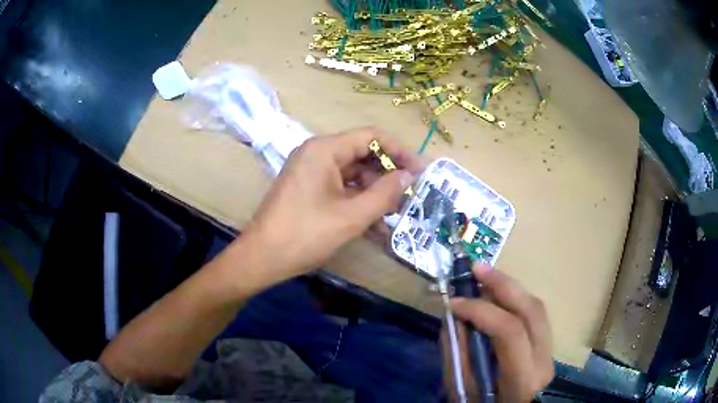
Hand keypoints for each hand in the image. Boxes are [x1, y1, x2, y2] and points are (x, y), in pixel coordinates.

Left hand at [241, 127, 422, 282]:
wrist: (262, 258)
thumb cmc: (305, 234)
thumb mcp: (351, 216)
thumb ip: (385, 193)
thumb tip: (409, 176)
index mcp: (324, 149)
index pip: (371, 136)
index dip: (400, 151)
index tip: (420, 171)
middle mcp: (317, 154)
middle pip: (363, 155)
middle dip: (388, 176)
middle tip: (410, 197)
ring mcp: (311, 172)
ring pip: (354, 175)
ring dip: (375, 193)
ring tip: (396, 215)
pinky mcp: (309, 190)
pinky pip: (341, 189)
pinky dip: (358, 203)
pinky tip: (376, 226)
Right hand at [449, 264, 553, 401]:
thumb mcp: (463, 391)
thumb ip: (458, 354)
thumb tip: (453, 317)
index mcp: (523, 378)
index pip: (510, 332)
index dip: (481, 311)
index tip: (454, 303)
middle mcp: (544, 361)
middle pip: (531, 310)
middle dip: (503, 284)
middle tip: (476, 268)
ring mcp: (550, 352)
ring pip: (536, 308)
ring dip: (510, 287)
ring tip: (485, 274)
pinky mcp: (548, 346)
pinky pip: (534, 314)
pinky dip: (515, 299)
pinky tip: (498, 294)